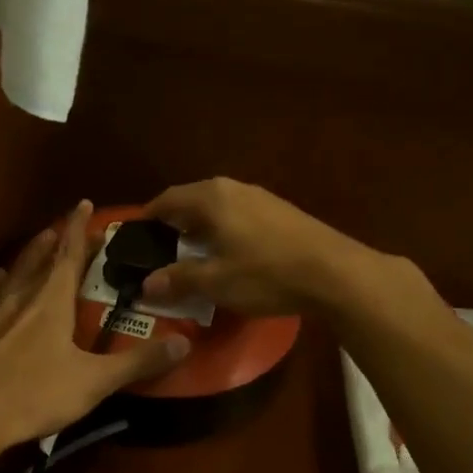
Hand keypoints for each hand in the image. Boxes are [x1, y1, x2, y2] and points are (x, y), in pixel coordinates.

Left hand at [0, 202, 189, 455]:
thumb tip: (184, 343)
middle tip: (63, 227)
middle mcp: (19, 296)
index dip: (79, 228)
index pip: (69, 254)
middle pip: (39, 258)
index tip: (84, 203)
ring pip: (12, 273)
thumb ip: (137, 363)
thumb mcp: (93, 383)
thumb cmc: (33, 395)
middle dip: (55, 240)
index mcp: (50, 301)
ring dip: (28, 256)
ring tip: (36, 245)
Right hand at [142, 178, 403, 317]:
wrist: (334, 272)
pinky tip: (230, 250)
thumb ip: (179, 279)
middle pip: (192, 198)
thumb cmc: (266, 274)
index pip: (168, 199)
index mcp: (211, 198)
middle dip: (175, 220)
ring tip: (193, 249)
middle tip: (162, 244)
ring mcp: (261, 196)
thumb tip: (147, 284)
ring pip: (218, 205)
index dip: (150, 216)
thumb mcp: (217, 282)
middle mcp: (233, 188)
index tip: (138, 233)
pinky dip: (223, 227)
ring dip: (201, 224)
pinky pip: (238, 212)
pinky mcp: (281, 210)